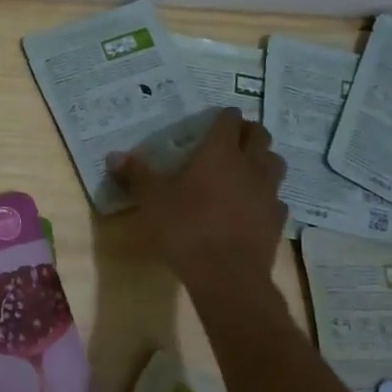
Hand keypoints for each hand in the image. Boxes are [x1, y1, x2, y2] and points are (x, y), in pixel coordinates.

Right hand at [111, 108, 287, 291]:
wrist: (227, 275)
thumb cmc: (186, 227)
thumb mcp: (152, 199)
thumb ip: (136, 174)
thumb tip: (115, 156)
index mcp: (219, 153)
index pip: (229, 120)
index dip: (224, 116)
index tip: (215, 118)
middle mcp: (250, 165)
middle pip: (260, 136)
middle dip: (248, 132)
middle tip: (232, 138)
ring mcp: (268, 192)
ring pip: (274, 163)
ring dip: (262, 159)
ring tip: (246, 167)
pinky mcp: (277, 219)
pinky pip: (276, 197)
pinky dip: (266, 195)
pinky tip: (251, 205)